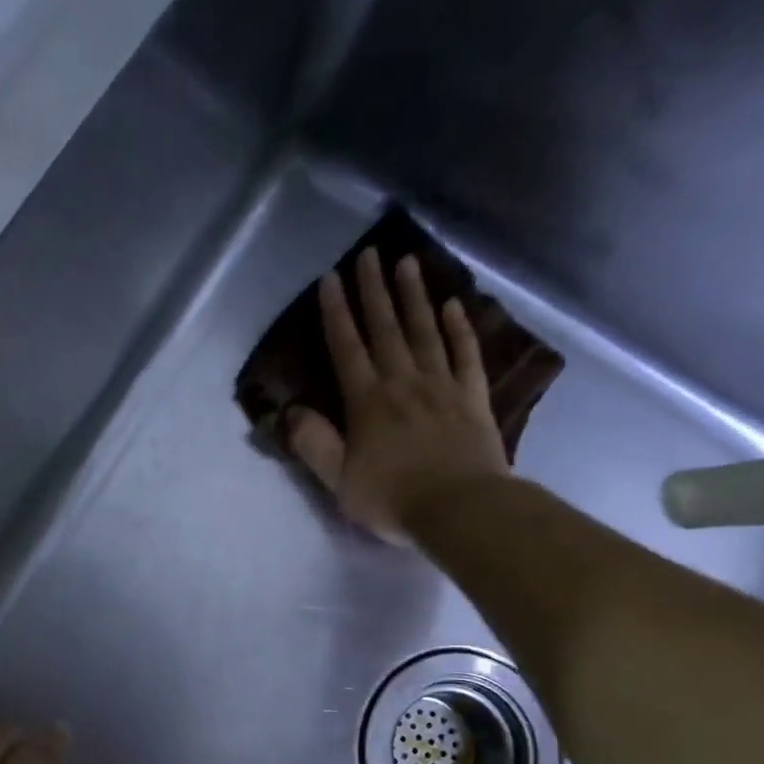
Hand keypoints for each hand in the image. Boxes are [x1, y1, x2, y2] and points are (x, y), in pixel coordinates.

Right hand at [287, 247, 511, 542]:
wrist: (461, 509)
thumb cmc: (394, 499)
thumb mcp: (339, 481)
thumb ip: (314, 444)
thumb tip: (290, 413)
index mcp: (367, 402)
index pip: (346, 348)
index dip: (336, 312)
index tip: (330, 278)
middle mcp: (403, 382)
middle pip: (386, 328)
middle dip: (374, 290)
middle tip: (370, 253)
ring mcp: (442, 386)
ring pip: (426, 331)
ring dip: (415, 296)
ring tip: (408, 263)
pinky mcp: (473, 398)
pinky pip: (466, 355)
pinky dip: (459, 328)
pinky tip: (454, 306)